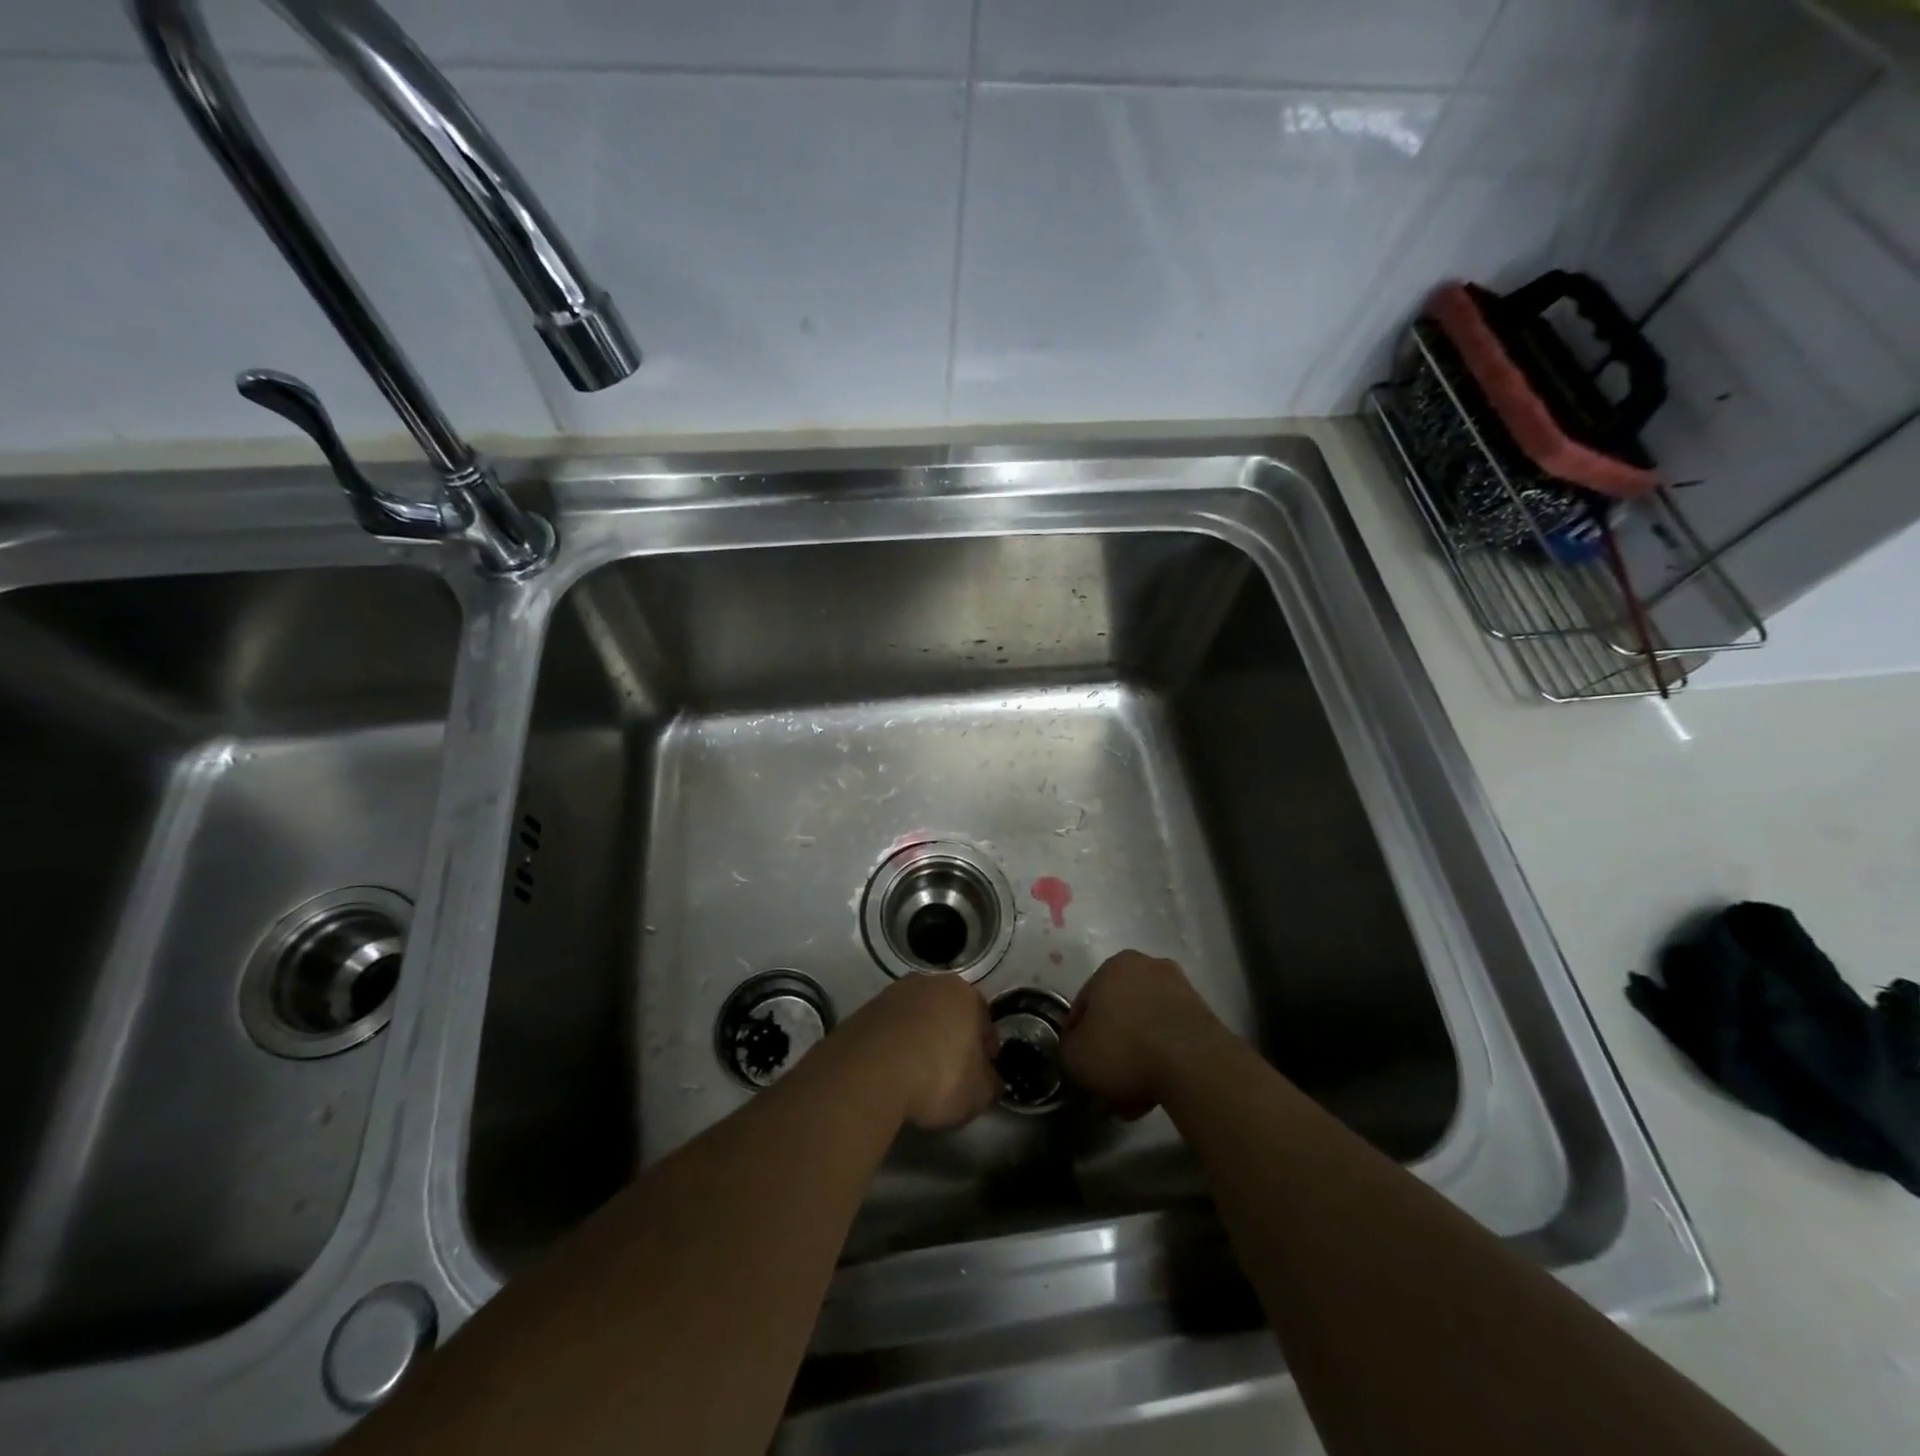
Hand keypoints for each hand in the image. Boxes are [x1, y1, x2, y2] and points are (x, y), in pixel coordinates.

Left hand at [838, 973, 1000, 1130]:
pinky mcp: (865, 1010)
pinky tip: (892, 1072)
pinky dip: (894, 1046)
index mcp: (965, 994)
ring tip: (916, 1074)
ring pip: (917, 1017)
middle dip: (952, 1038)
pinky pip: (890, 1029)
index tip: (982, 1073)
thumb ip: (991, 1083)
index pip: (984, 1021)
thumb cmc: (938, 1076)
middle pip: (949, 1012)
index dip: (985, 1049)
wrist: (870, 1072)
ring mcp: (894, 993)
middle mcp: (930, 983)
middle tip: (951, 1073)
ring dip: (920, 1039)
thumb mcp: (979, 1093)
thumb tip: (991, 1080)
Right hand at [1060, 950, 1225, 1118]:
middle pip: (1118, 1011)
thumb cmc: (1125, 1050)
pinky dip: (1163, 1057)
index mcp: (1113, 965)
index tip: (1079, 1063)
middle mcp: (1147, 966)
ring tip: (1134, 1091)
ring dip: (1138, 1052)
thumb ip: (1066, 1050)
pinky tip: (1157, 1087)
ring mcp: (1180, 988)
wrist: (1193, 1065)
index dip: (1077, 1036)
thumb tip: (1074, 1051)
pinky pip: (1171, 1036)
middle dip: (1111, 1043)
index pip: (1084, 1003)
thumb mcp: (1075, 1057)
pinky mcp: (1205, 1014)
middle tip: (1107, 1077)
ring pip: (1146, 1025)